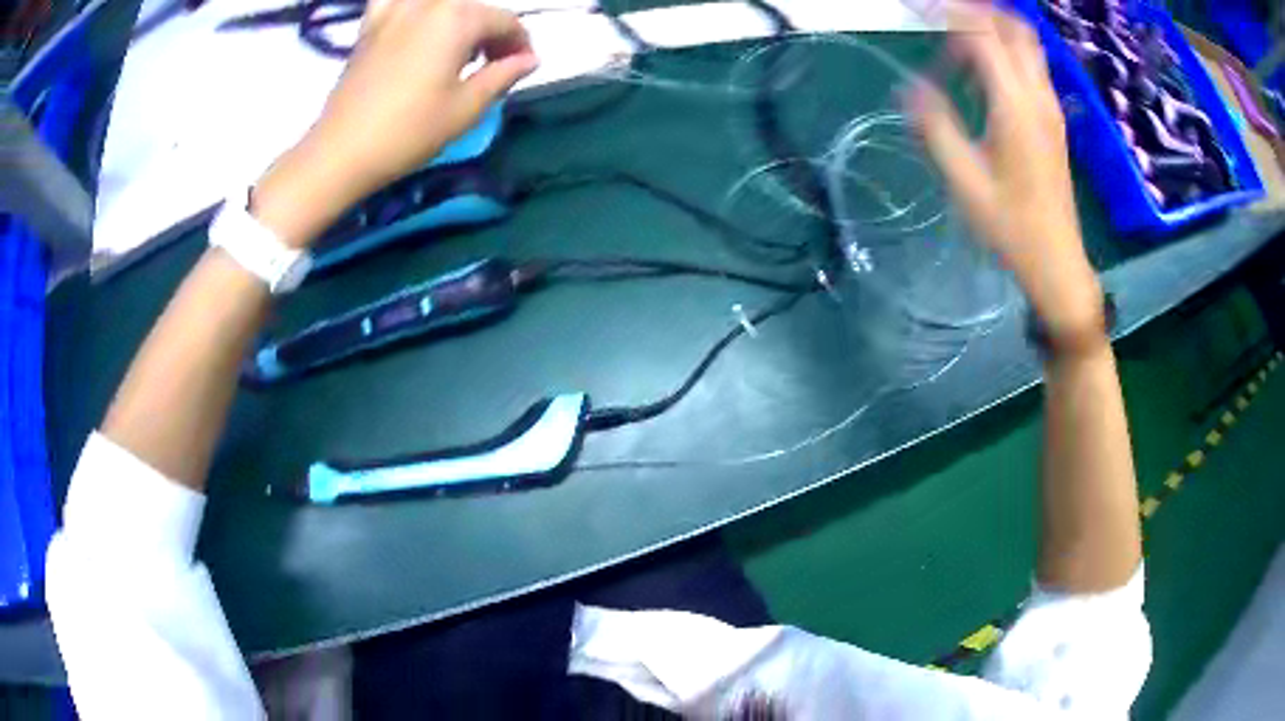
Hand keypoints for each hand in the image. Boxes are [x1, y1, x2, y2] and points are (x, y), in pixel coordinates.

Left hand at [253, 0, 537, 246]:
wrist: (342, 151)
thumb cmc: (409, 132)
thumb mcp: (467, 108)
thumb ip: (503, 75)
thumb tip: (530, 59)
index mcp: (457, 18)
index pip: (505, 21)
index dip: (520, 44)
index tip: (522, 68)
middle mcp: (428, 4)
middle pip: (473, 8)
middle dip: (491, 32)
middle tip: (493, 64)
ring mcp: (394, 11)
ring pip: (439, 4)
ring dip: (457, 18)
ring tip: (456, 45)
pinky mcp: (369, 26)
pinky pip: (394, 1)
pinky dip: (412, 8)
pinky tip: (415, 24)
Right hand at [907, 3, 1103, 346]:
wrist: (1057, 261)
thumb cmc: (1011, 228)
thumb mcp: (964, 182)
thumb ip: (936, 127)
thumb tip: (909, 87)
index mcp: (1015, 106)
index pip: (982, 34)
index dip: (948, 12)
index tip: (916, 8)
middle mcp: (1038, 96)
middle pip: (1013, 27)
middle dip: (975, 12)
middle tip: (939, 20)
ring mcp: (1051, 107)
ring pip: (1027, 44)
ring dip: (993, 31)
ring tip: (957, 45)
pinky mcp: (1054, 120)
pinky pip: (1031, 66)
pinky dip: (1006, 54)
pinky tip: (983, 77)